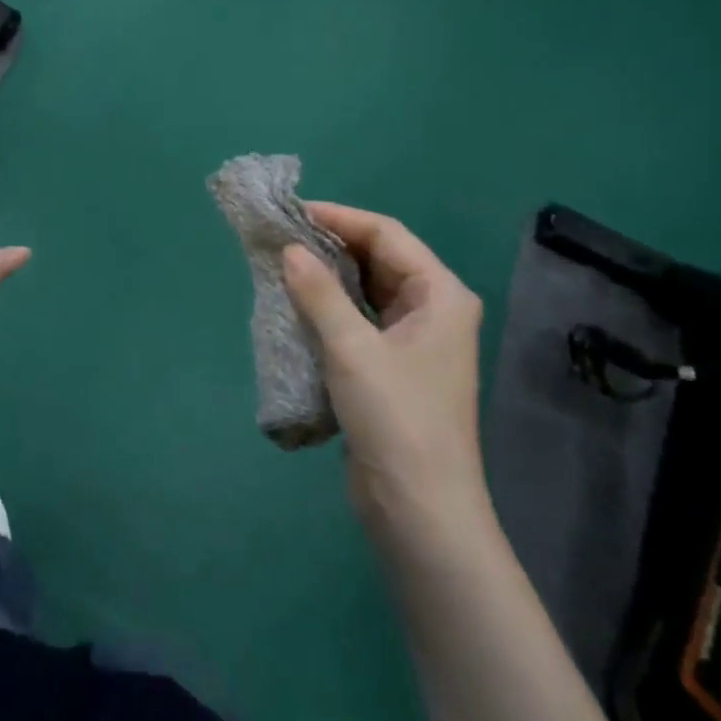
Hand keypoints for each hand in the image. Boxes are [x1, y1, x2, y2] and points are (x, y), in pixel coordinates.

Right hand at [281, 205, 487, 551]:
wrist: (419, 508)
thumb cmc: (396, 419)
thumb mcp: (352, 349)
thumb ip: (319, 293)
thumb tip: (288, 249)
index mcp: (440, 295)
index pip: (387, 234)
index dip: (340, 217)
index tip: (291, 212)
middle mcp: (432, 310)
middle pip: (378, 258)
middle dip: (331, 244)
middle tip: (279, 236)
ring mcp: (413, 340)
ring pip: (366, 289)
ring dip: (327, 275)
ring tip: (281, 263)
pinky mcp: (391, 366)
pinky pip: (358, 319)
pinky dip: (329, 306)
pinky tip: (296, 303)